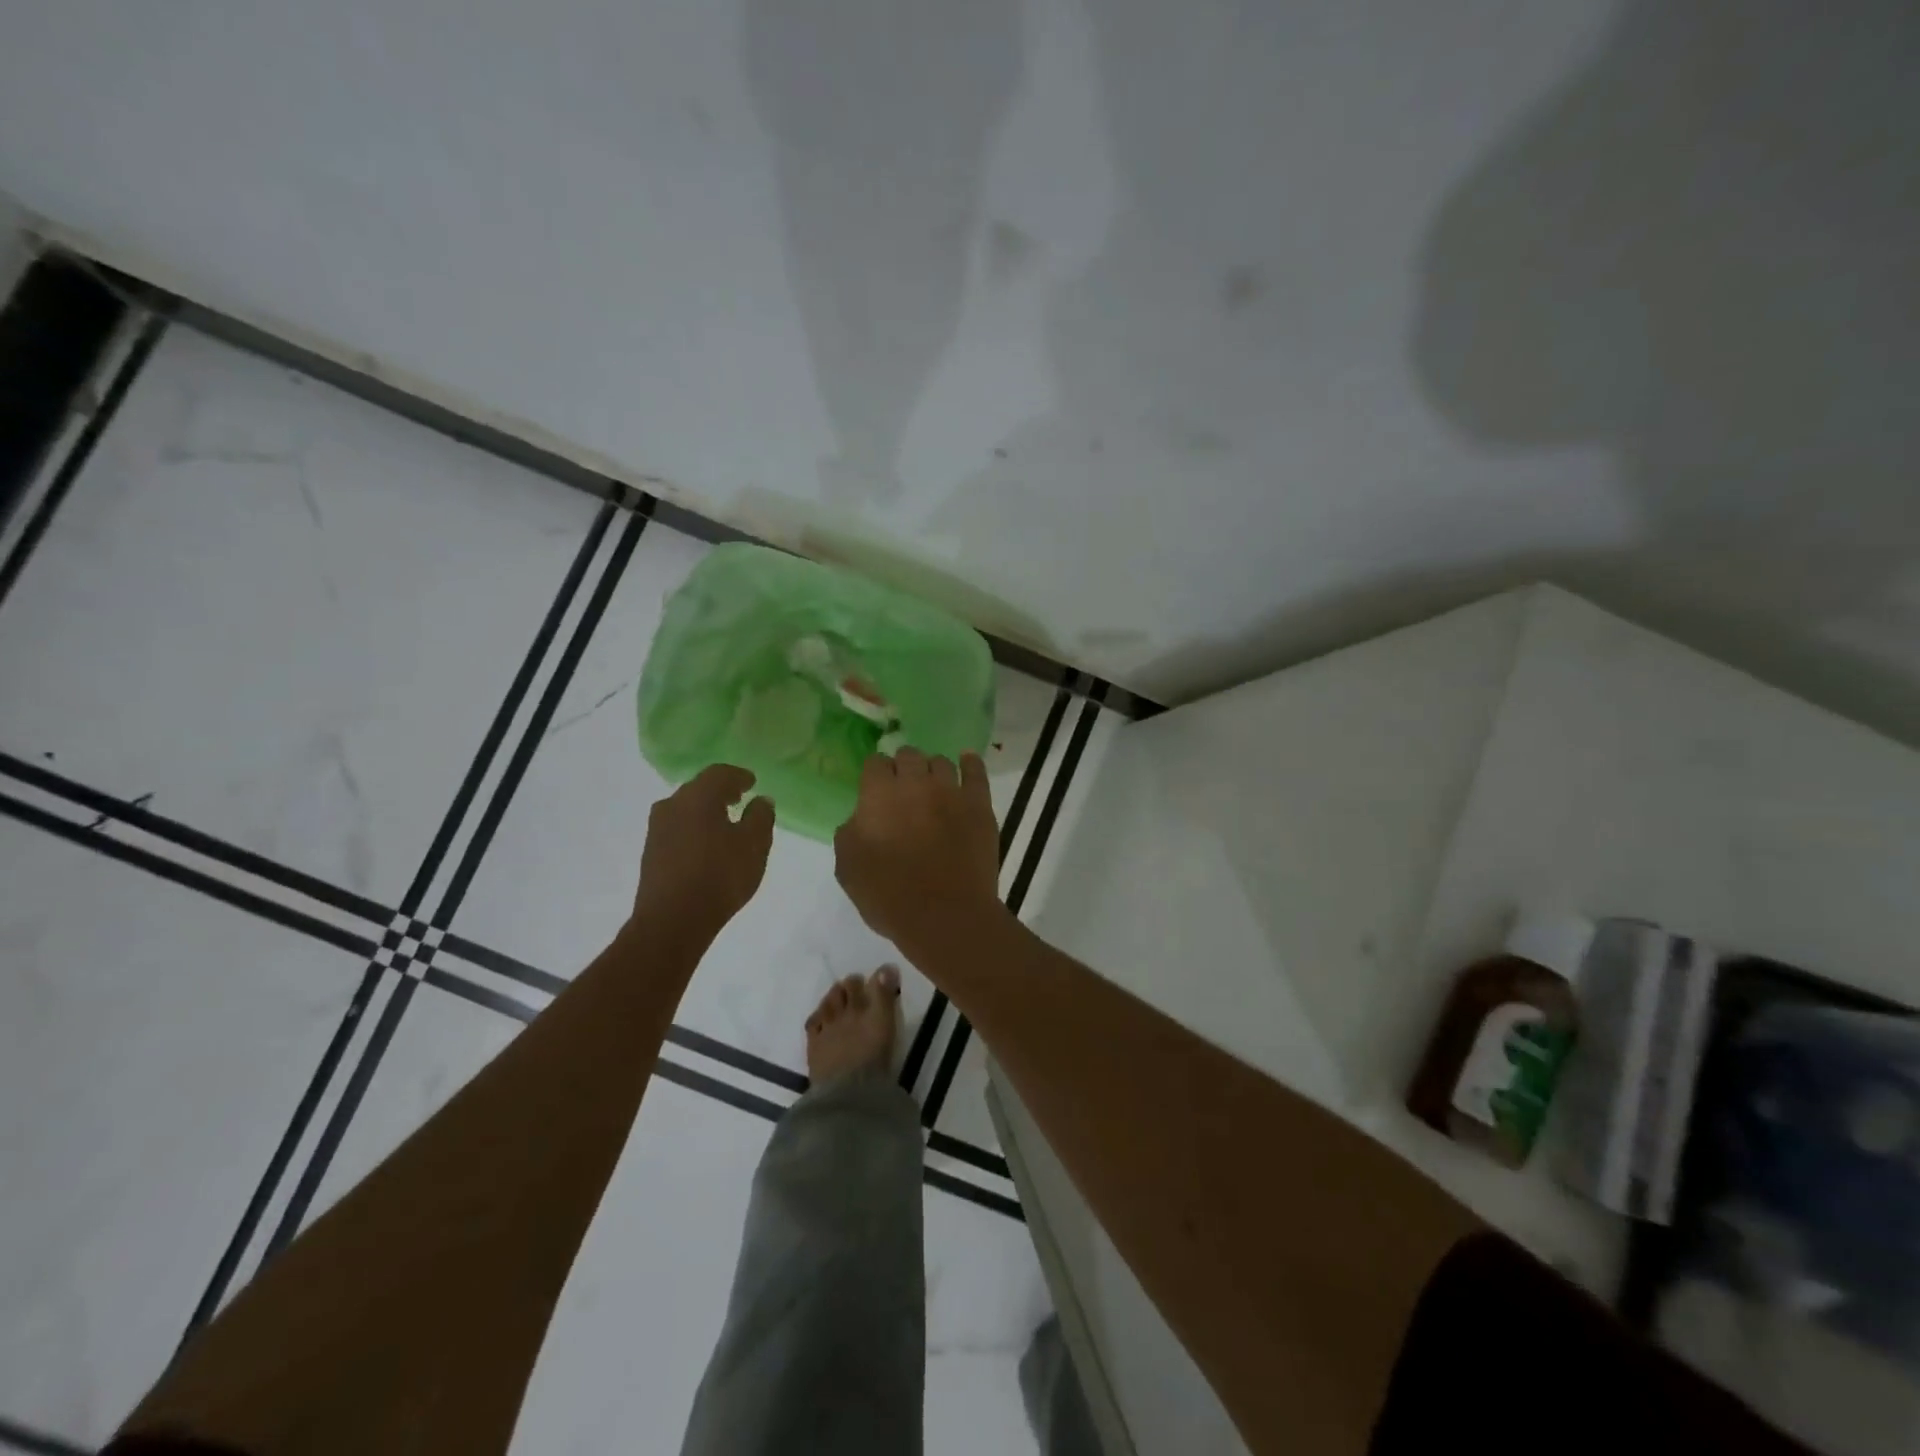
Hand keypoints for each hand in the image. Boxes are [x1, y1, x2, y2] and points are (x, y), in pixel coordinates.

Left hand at [632, 764, 775, 939]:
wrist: (672, 920)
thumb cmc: (720, 876)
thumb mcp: (754, 845)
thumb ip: (761, 817)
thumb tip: (761, 800)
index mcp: (698, 796)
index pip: (720, 773)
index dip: (739, 776)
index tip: (752, 783)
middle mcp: (672, 805)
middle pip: (699, 788)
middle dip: (720, 791)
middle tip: (740, 799)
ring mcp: (657, 829)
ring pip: (685, 809)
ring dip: (705, 811)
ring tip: (724, 824)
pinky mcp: (651, 852)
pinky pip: (677, 828)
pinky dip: (694, 828)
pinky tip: (706, 846)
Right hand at [833, 748, 1002, 958]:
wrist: (945, 916)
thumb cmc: (889, 896)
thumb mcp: (847, 868)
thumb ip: (849, 833)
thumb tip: (860, 819)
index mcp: (878, 794)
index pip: (875, 763)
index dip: (875, 774)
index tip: (875, 789)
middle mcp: (915, 783)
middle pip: (908, 755)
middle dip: (903, 767)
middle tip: (903, 790)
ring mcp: (951, 791)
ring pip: (941, 762)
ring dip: (932, 770)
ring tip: (932, 786)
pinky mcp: (979, 805)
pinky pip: (976, 772)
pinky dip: (970, 763)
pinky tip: (966, 761)